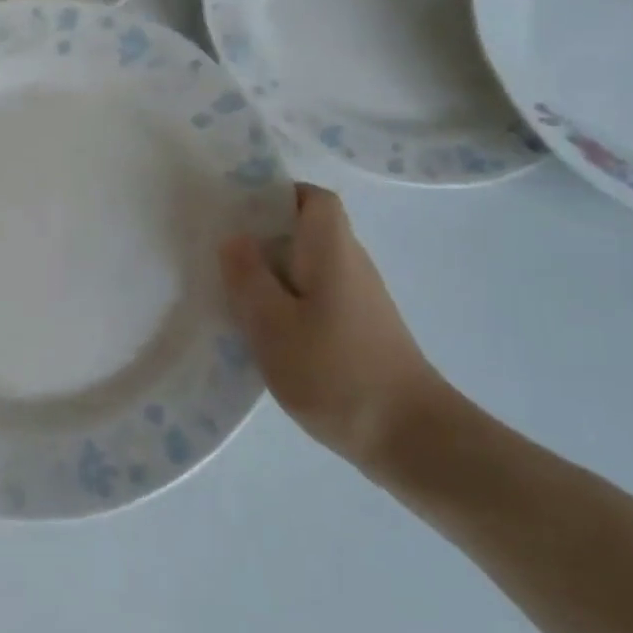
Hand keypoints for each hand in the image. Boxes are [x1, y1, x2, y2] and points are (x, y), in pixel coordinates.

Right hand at [219, 184, 452, 478]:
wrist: (411, 439)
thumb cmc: (334, 372)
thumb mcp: (271, 323)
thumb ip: (247, 276)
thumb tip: (234, 237)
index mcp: (331, 250)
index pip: (313, 197)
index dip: (276, 194)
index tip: (237, 211)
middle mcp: (351, 264)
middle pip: (307, 229)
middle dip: (264, 234)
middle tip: (221, 251)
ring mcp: (359, 299)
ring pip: (309, 265)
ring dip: (272, 270)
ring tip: (232, 290)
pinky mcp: (360, 329)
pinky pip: (315, 295)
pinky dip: (287, 300)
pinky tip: (264, 328)